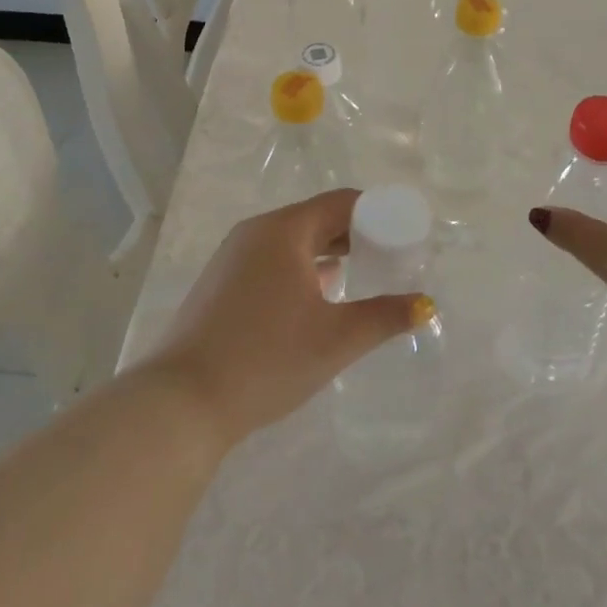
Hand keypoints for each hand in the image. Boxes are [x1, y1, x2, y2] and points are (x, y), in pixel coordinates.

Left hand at [147, 190, 432, 443]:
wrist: (181, 404)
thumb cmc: (267, 359)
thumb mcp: (336, 339)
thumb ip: (385, 317)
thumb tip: (425, 305)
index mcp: (285, 230)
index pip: (341, 202)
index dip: (377, 213)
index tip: (402, 235)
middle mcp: (256, 232)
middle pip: (316, 218)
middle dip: (355, 234)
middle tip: (387, 258)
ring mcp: (232, 256)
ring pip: (292, 240)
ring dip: (327, 252)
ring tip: (358, 276)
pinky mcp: (219, 283)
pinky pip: (271, 260)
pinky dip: (300, 268)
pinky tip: (315, 296)